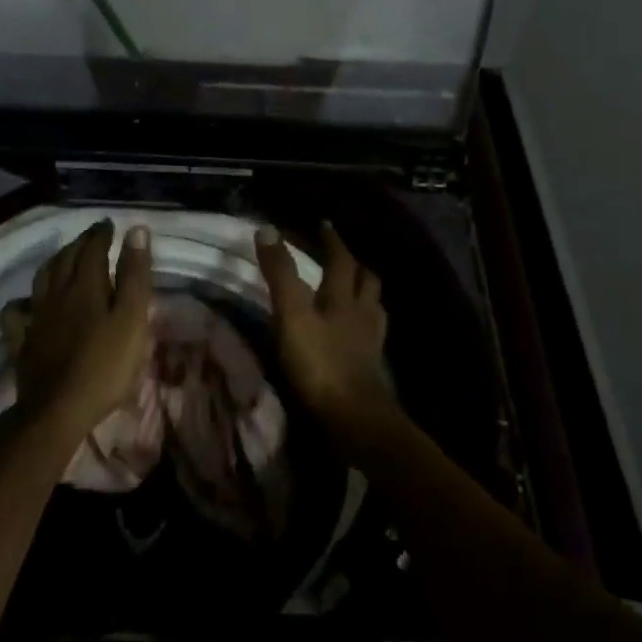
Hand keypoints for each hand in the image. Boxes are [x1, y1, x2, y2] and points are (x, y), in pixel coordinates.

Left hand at [10, 220, 154, 438]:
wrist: (58, 409)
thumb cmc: (105, 366)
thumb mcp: (131, 320)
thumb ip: (134, 276)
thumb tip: (135, 230)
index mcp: (85, 286)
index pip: (92, 249)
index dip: (101, 235)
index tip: (109, 225)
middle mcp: (56, 294)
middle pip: (65, 259)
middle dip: (80, 243)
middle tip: (92, 236)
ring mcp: (36, 318)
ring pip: (41, 279)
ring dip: (55, 263)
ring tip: (64, 259)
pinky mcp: (23, 342)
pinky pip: (17, 314)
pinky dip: (22, 303)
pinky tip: (27, 305)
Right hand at [255, 221, 396, 427]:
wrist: (355, 418)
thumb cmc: (320, 363)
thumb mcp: (292, 315)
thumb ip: (280, 275)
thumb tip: (267, 229)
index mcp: (343, 299)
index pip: (341, 260)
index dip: (331, 240)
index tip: (323, 224)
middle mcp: (363, 315)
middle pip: (367, 281)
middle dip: (354, 264)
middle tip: (342, 255)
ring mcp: (370, 343)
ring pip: (374, 308)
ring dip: (364, 293)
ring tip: (352, 290)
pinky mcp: (371, 368)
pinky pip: (372, 336)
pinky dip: (364, 325)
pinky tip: (356, 333)